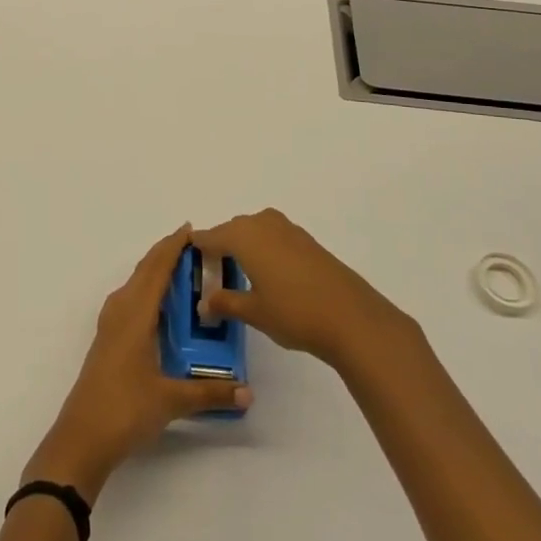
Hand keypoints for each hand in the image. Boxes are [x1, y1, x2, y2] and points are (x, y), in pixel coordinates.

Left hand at [24, 225, 251, 499]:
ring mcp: (110, 325)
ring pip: (135, 285)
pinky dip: (147, 291)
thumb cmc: (124, 409)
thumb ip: (210, 393)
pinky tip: (161, 307)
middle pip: (144, 271)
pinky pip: (130, 301)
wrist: (81, 438)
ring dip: (155, 272)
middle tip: (195, 247)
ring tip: (183, 272)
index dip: (172, 247)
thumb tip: (247, 392)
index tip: (191, 230)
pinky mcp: (108, 340)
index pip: (156, 269)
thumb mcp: (171, 400)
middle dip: (166, 254)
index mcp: (135, 314)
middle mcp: (120, 311)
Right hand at [193, 208, 407, 371]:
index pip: (209, 237)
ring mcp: (288, 229)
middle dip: (220, 248)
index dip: (197, 250)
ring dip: (244, 248)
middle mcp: (263, 223)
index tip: (188, 264)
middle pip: (232, 230)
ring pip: (254, 232)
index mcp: (243, 235)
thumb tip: (204, 303)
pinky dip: (264, 250)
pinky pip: (273, 237)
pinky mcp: (307, 241)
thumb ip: (225, 303)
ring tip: (240, 277)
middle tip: (213, 276)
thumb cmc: (294, 312)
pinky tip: (267, 276)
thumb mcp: (253, 312)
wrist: (352, 317)